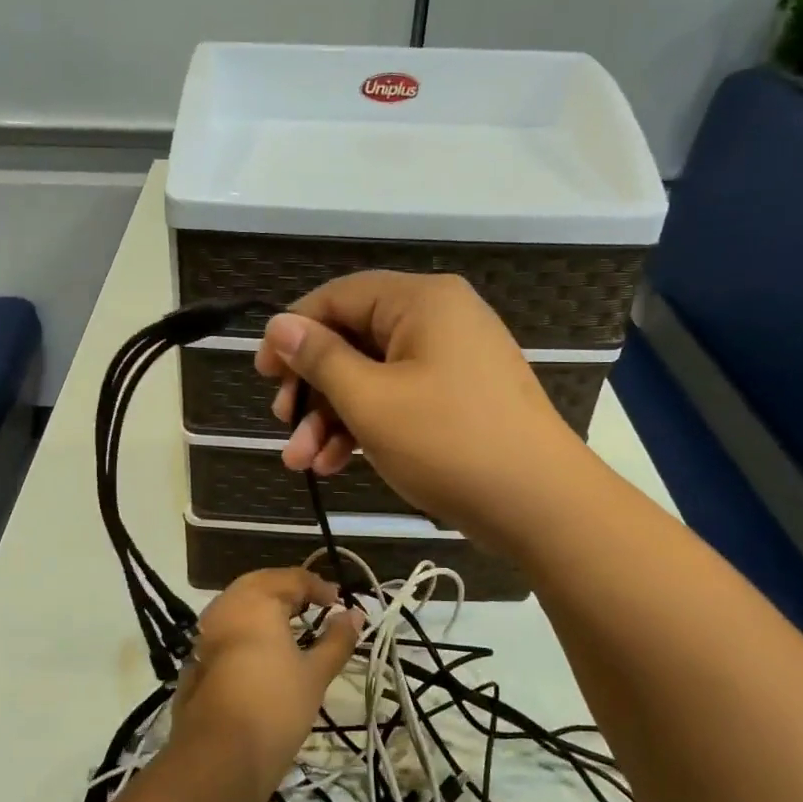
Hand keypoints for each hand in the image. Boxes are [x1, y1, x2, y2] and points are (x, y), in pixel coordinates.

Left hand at [172, 569, 361, 797]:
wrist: (219, 755)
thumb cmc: (275, 706)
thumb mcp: (315, 673)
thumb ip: (337, 640)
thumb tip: (355, 614)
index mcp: (257, 600)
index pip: (292, 578)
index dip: (318, 587)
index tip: (339, 605)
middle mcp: (227, 605)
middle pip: (261, 584)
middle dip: (289, 591)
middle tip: (314, 608)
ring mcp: (207, 631)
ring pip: (240, 604)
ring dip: (266, 608)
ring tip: (292, 627)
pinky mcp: (196, 657)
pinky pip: (226, 628)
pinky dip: (247, 628)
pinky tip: (262, 651)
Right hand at [254, 271, 589, 553]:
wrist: (539, 505)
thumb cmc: (448, 442)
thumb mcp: (370, 400)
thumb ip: (320, 358)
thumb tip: (279, 326)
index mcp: (421, 301)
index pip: (339, 296)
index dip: (293, 332)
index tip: (263, 374)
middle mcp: (438, 319)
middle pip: (353, 339)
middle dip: (311, 388)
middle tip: (283, 423)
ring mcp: (450, 360)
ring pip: (371, 376)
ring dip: (331, 417)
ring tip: (301, 462)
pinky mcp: (456, 398)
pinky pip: (397, 398)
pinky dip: (365, 426)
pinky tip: (335, 464)